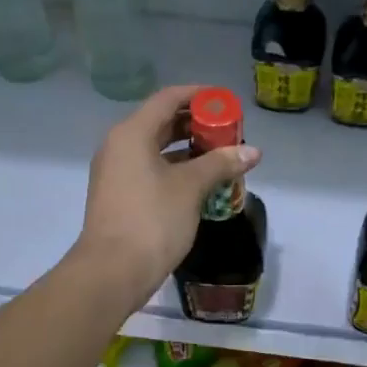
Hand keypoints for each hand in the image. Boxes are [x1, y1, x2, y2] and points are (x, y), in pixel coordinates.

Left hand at [75, 86, 261, 312]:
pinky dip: (177, 170)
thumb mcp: (191, 188)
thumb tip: (253, 151)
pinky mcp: (121, 196)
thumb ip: (221, 163)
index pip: (168, 99)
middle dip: (197, 125)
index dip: (199, 95)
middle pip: (162, 122)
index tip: (226, 102)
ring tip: (223, 157)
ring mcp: (117, 172)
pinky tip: (203, 183)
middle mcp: (120, 146)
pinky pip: (152, 170)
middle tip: (230, 133)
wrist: (112, 271)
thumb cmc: (152, 220)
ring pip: (157, 149)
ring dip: (190, 150)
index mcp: (132, 134)